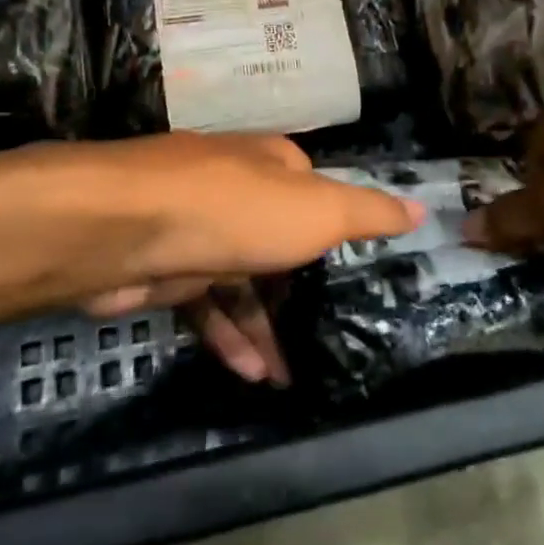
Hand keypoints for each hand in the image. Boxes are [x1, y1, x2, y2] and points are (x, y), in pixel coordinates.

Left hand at [67, 132, 421, 382]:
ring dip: (265, 327)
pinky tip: (248, 372)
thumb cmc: (235, 210)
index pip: (317, 195)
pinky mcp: (165, 267)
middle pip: (279, 243)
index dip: (338, 233)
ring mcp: (197, 228)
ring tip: (287, 378)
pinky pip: (206, 304)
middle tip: (327, 339)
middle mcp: (236, 189)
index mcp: (273, 166)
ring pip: (242, 281)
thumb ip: (368, 213)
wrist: (122, 229)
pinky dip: (227, 334)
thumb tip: (421, 209)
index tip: (360, 276)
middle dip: (300, 294)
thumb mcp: (318, 210)